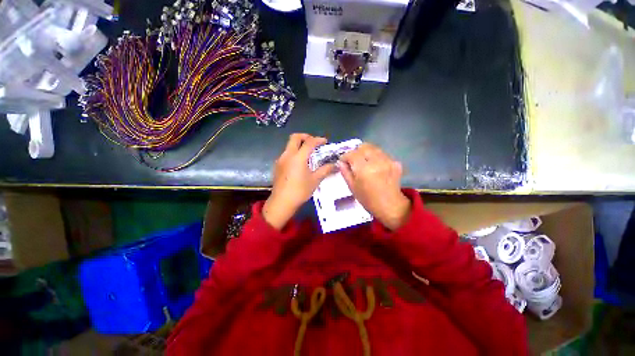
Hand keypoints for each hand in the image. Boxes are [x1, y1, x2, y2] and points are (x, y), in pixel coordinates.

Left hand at [263, 133, 335, 229]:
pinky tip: (299, 163)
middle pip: (295, 137)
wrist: (282, 202)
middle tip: (314, 143)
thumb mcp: (315, 180)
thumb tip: (335, 165)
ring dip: (299, 145)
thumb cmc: (300, 191)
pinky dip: (294, 153)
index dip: (318, 140)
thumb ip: (325, 170)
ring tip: (308, 154)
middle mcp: (288, 154)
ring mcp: (281, 159)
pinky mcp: (277, 165)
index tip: (325, 142)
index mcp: (298, 157)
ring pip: (289, 145)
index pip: (309, 142)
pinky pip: (286, 153)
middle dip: (306, 137)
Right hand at [339, 143, 410, 229]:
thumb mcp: (352, 187)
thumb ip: (345, 172)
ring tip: (365, 163)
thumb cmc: (368, 199)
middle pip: (364, 146)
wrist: (390, 205)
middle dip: (356, 152)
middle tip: (354, 161)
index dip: (345, 156)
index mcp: (364, 170)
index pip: (352, 154)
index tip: (343, 161)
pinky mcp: (395, 162)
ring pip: (374, 148)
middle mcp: (377, 162)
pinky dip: (376, 157)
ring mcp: (388, 161)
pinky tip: (375, 167)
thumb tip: (340, 162)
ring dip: (366, 153)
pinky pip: (382, 154)